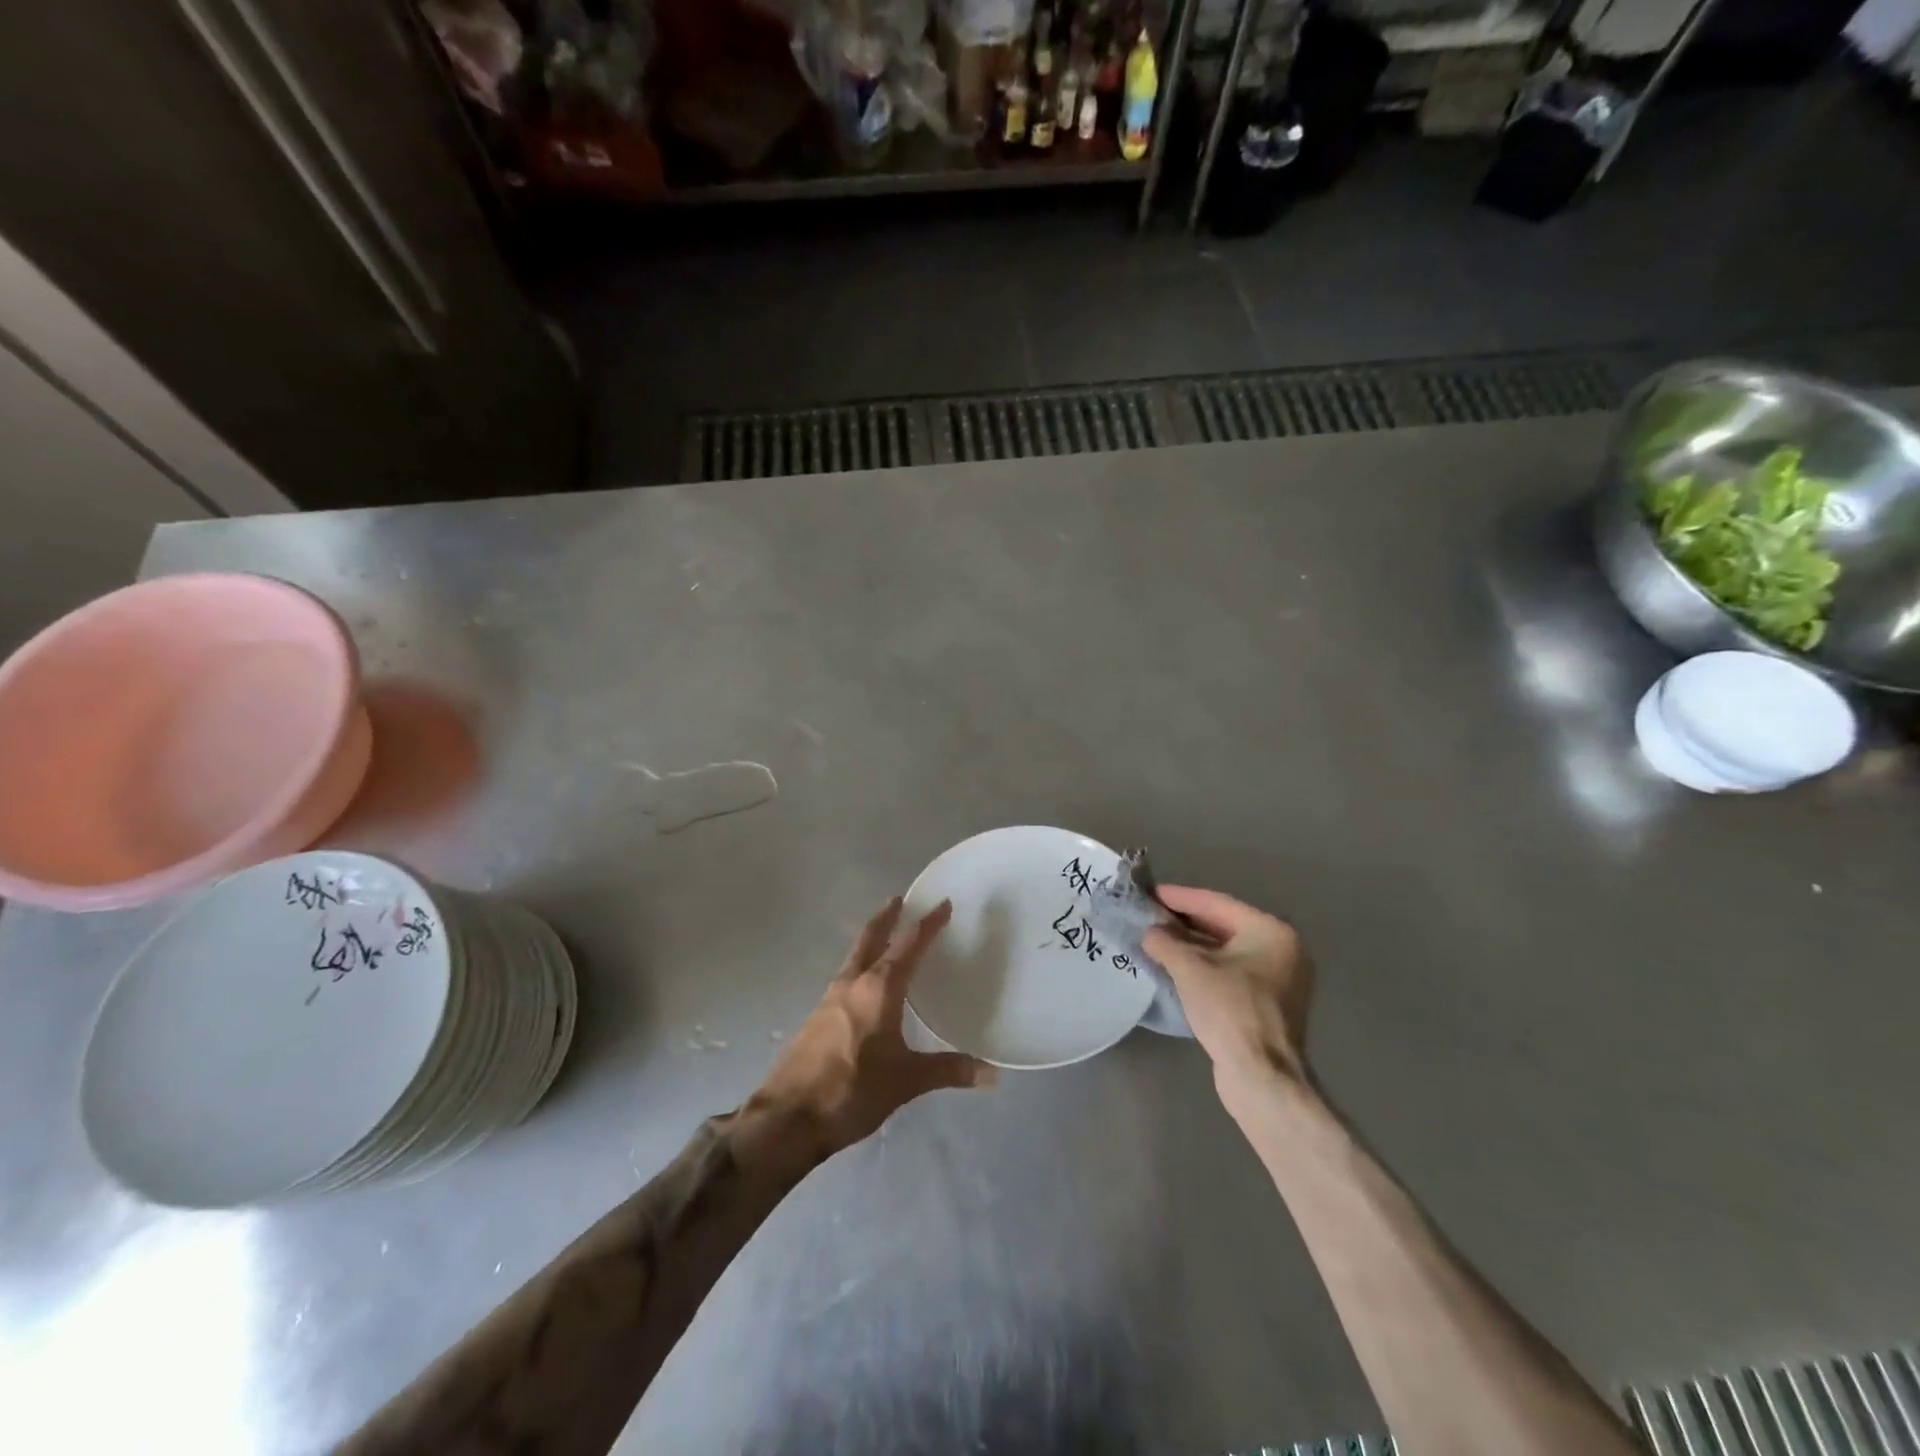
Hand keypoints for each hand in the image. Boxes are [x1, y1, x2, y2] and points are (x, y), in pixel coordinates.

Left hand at [756, 898, 993, 1154]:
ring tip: (886, 937)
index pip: (908, 945)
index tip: (942, 904)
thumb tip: (992, 1074)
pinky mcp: (816, 1017)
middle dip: (887, 917)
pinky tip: (865, 986)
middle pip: (871, 938)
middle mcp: (852, 983)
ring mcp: (829, 998)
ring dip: (871, 940)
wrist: (788, 1117)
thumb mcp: (907, 1081)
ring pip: (854, 956)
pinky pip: (845, 978)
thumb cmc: (853, 1091)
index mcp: (879, 989)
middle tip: (899, 899)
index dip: (928, 924)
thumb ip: (948, 1070)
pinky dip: (859, 966)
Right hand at [1143, 886, 1313, 1090]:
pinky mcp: (1269, 1004)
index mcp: (1271, 932)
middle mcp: (1282, 950)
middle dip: (1184, 922)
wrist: (1261, 1076)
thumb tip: (1150, 932)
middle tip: (1149, 914)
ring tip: (1156, 939)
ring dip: (1191, 945)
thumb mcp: (1189, 969)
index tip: (1149, 892)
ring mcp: (1279, 979)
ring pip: (1226, 951)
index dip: (1179, 897)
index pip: (1216, 904)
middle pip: (1223, 926)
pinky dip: (1204, 967)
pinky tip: (1175, 967)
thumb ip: (1165, 942)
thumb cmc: (1229, 1010)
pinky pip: (1231, 973)